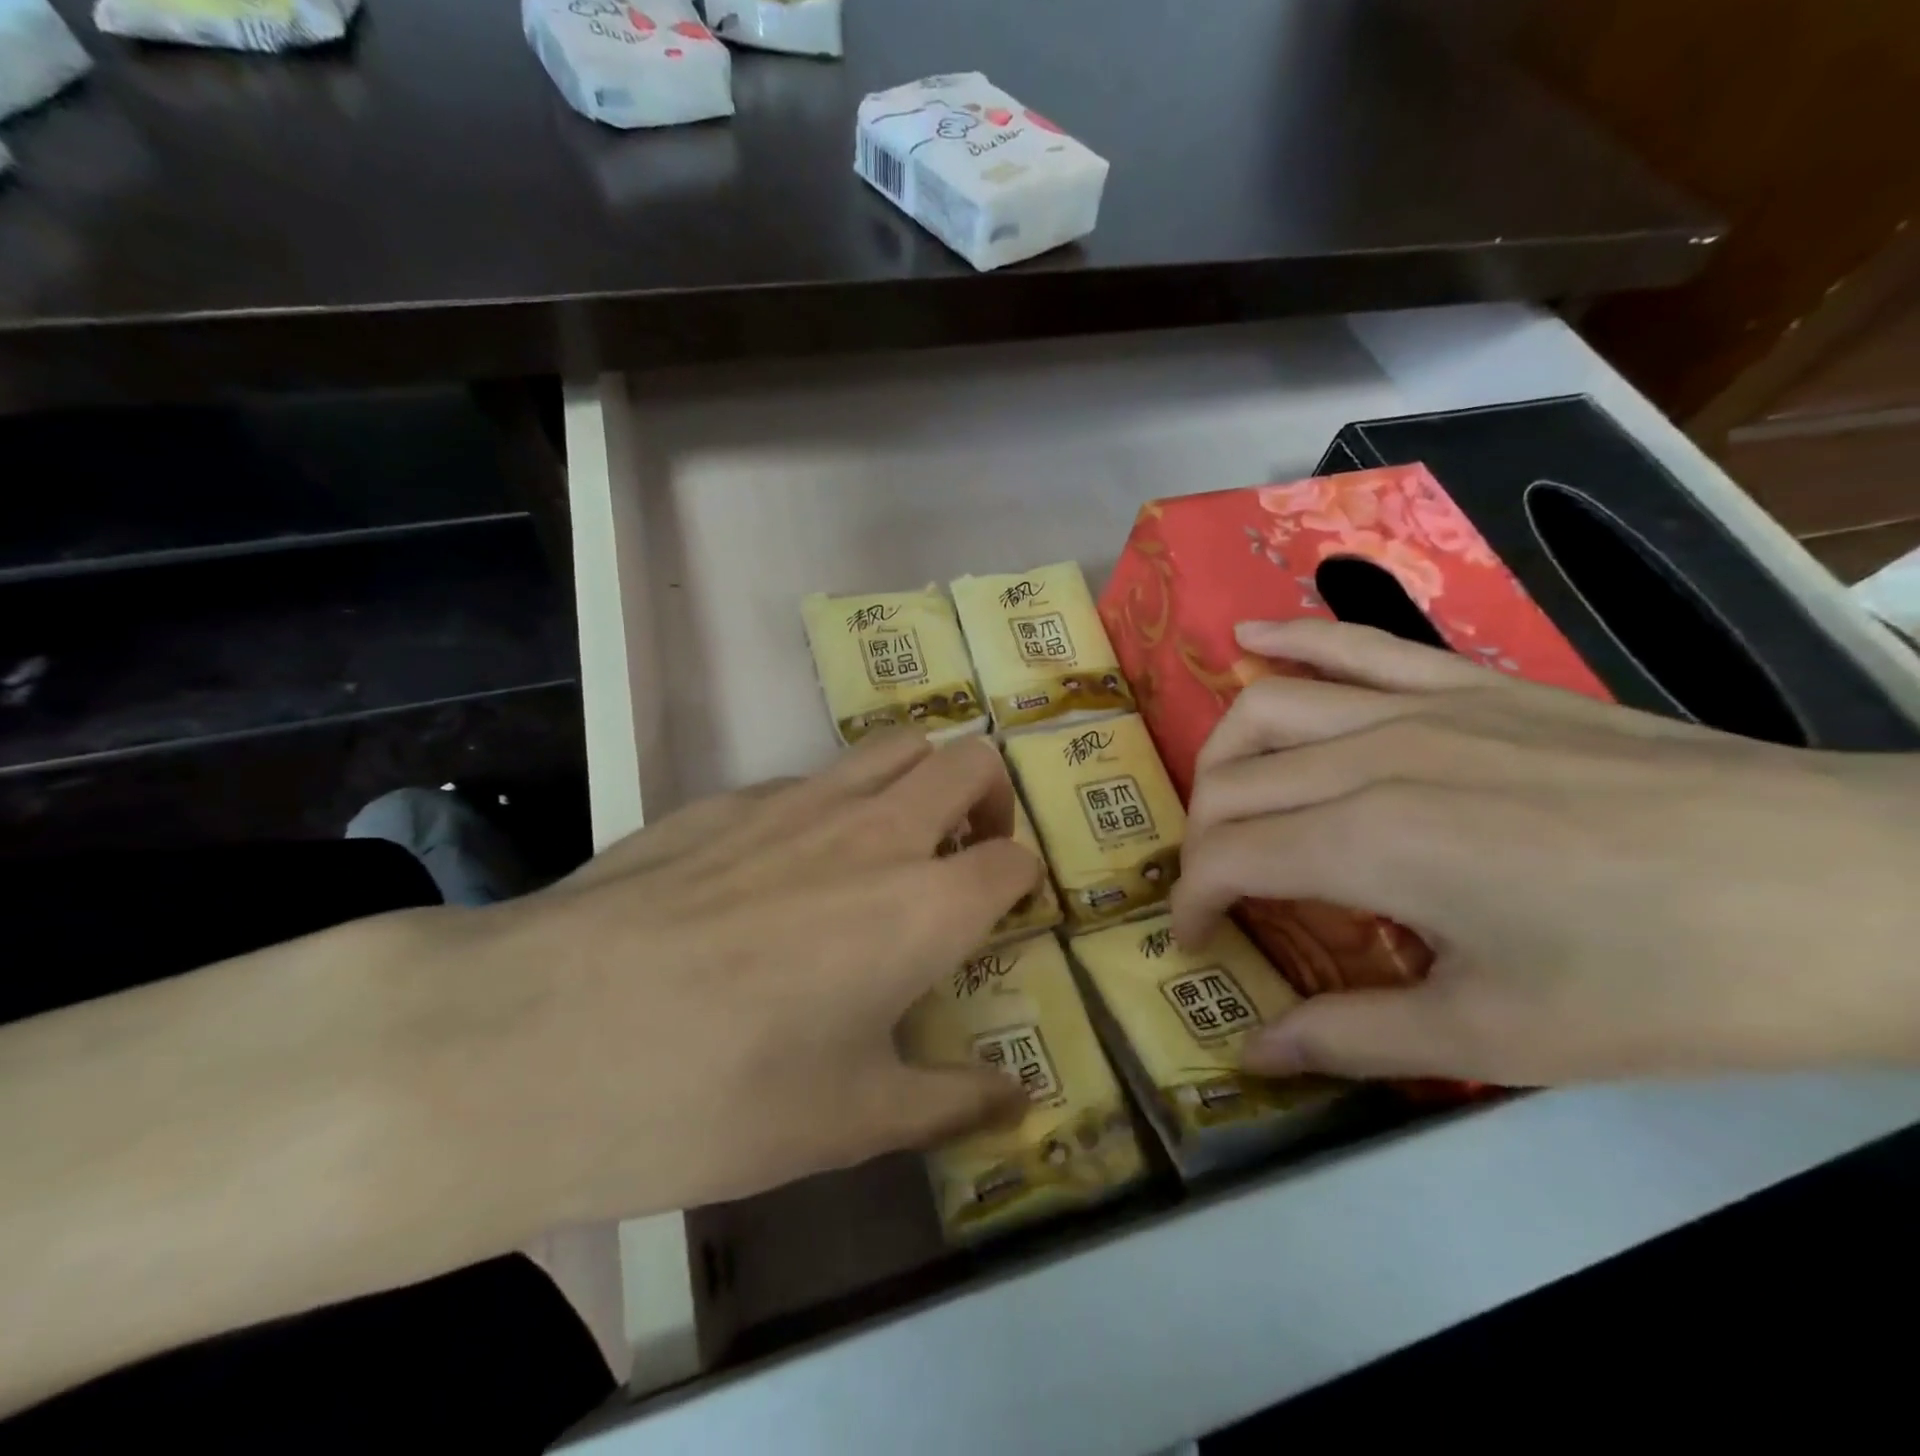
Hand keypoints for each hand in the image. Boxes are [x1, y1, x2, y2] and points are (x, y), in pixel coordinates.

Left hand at [403, 729, 1038, 1228]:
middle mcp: (875, 830)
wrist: (541, 1039)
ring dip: (917, 779)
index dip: (1022, 880)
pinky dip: (832, 803)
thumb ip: (949, 1104)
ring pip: (893, 747)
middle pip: (969, 761)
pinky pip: (809, 777)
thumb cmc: (719, 1094)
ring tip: (889, 845)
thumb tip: (1021, 1103)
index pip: (1012, 858)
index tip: (1005, 911)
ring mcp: (796, 799)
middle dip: (988, 797)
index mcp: (924, 904)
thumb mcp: (848, 1122)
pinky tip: (782, 867)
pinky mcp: (725, 797)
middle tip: (964, 854)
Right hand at [1171, 619, 1919, 1084]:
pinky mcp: (1470, 683)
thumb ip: (1353, 1037)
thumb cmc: (1670, 979)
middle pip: (1232, 782)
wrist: (1853, 888)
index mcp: (1371, 841)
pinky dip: (1289, 639)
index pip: (1227, 857)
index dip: (1194, 902)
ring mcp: (1420, 705)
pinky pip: (1354, 643)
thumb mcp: (1500, 1037)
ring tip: (1220, 799)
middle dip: (1199, 841)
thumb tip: (1253, 1051)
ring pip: (1267, 707)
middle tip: (1216, 891)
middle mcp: (1371, 755)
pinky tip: (1246, 642)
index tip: (1197, 944)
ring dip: (1221, 755)